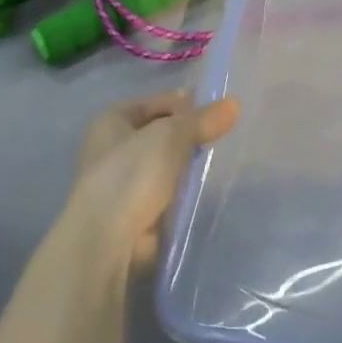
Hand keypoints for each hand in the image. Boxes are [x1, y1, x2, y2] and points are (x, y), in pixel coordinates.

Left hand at [69, 90, 239, 268]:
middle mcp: (112, 148)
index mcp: (111, 120)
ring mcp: (122, 184)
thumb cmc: (132, 173)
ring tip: (219, 164)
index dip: (186, 104)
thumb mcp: (171, 136)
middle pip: (160, 134)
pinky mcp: (134, 215)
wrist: (107, 240)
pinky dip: (182, 195)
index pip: (157, 102)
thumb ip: (202, 120)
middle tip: (222, 138)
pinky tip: (205, 192)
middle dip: (188, 137)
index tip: (218, 113)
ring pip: (164, 166)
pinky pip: (166, 195)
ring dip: (186, 168)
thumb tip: (234, 104)